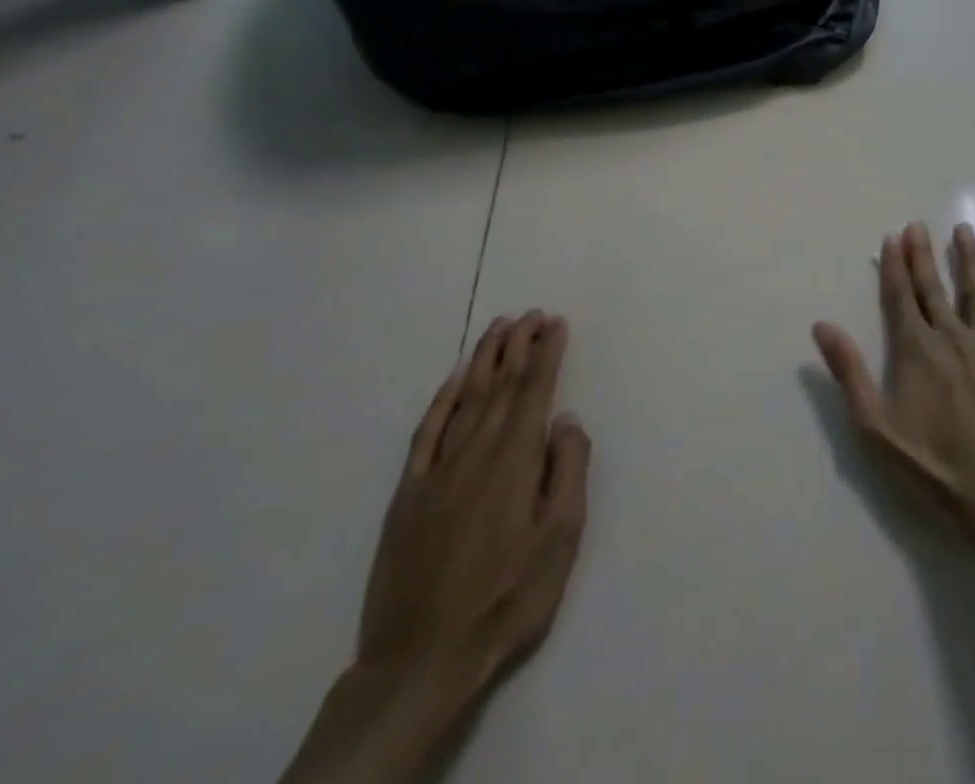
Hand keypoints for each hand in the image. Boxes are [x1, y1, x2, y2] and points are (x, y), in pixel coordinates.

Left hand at [357, 310, 591, 700]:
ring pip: (465, 399)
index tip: (556, 322)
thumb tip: (565, 418)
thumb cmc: (508, 597)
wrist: (422, 661)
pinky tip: (454, 381)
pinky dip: (442, 400)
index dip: (546, 352)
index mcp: (514, 460)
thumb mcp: (560, 537)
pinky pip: (426, 433)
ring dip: (484, 359)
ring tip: (499, 328)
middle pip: (500, 385)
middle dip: (518, 345)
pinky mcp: (407, 496)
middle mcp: (475, 453)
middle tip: (531, 313)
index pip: (534, 391)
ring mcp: (436, 472)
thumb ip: (567, 469)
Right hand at [813, 222, 974, 528]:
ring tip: (963, 229)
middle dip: (924, 254)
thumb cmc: (932, 462)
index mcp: (916, 349)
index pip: (901, 296)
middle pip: (934, 286)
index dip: (895, 266)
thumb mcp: (876, 426)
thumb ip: (850, 373)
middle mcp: (952, 335)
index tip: (893, 237)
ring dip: (968, 258)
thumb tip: (822, 325)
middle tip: (919, 225)